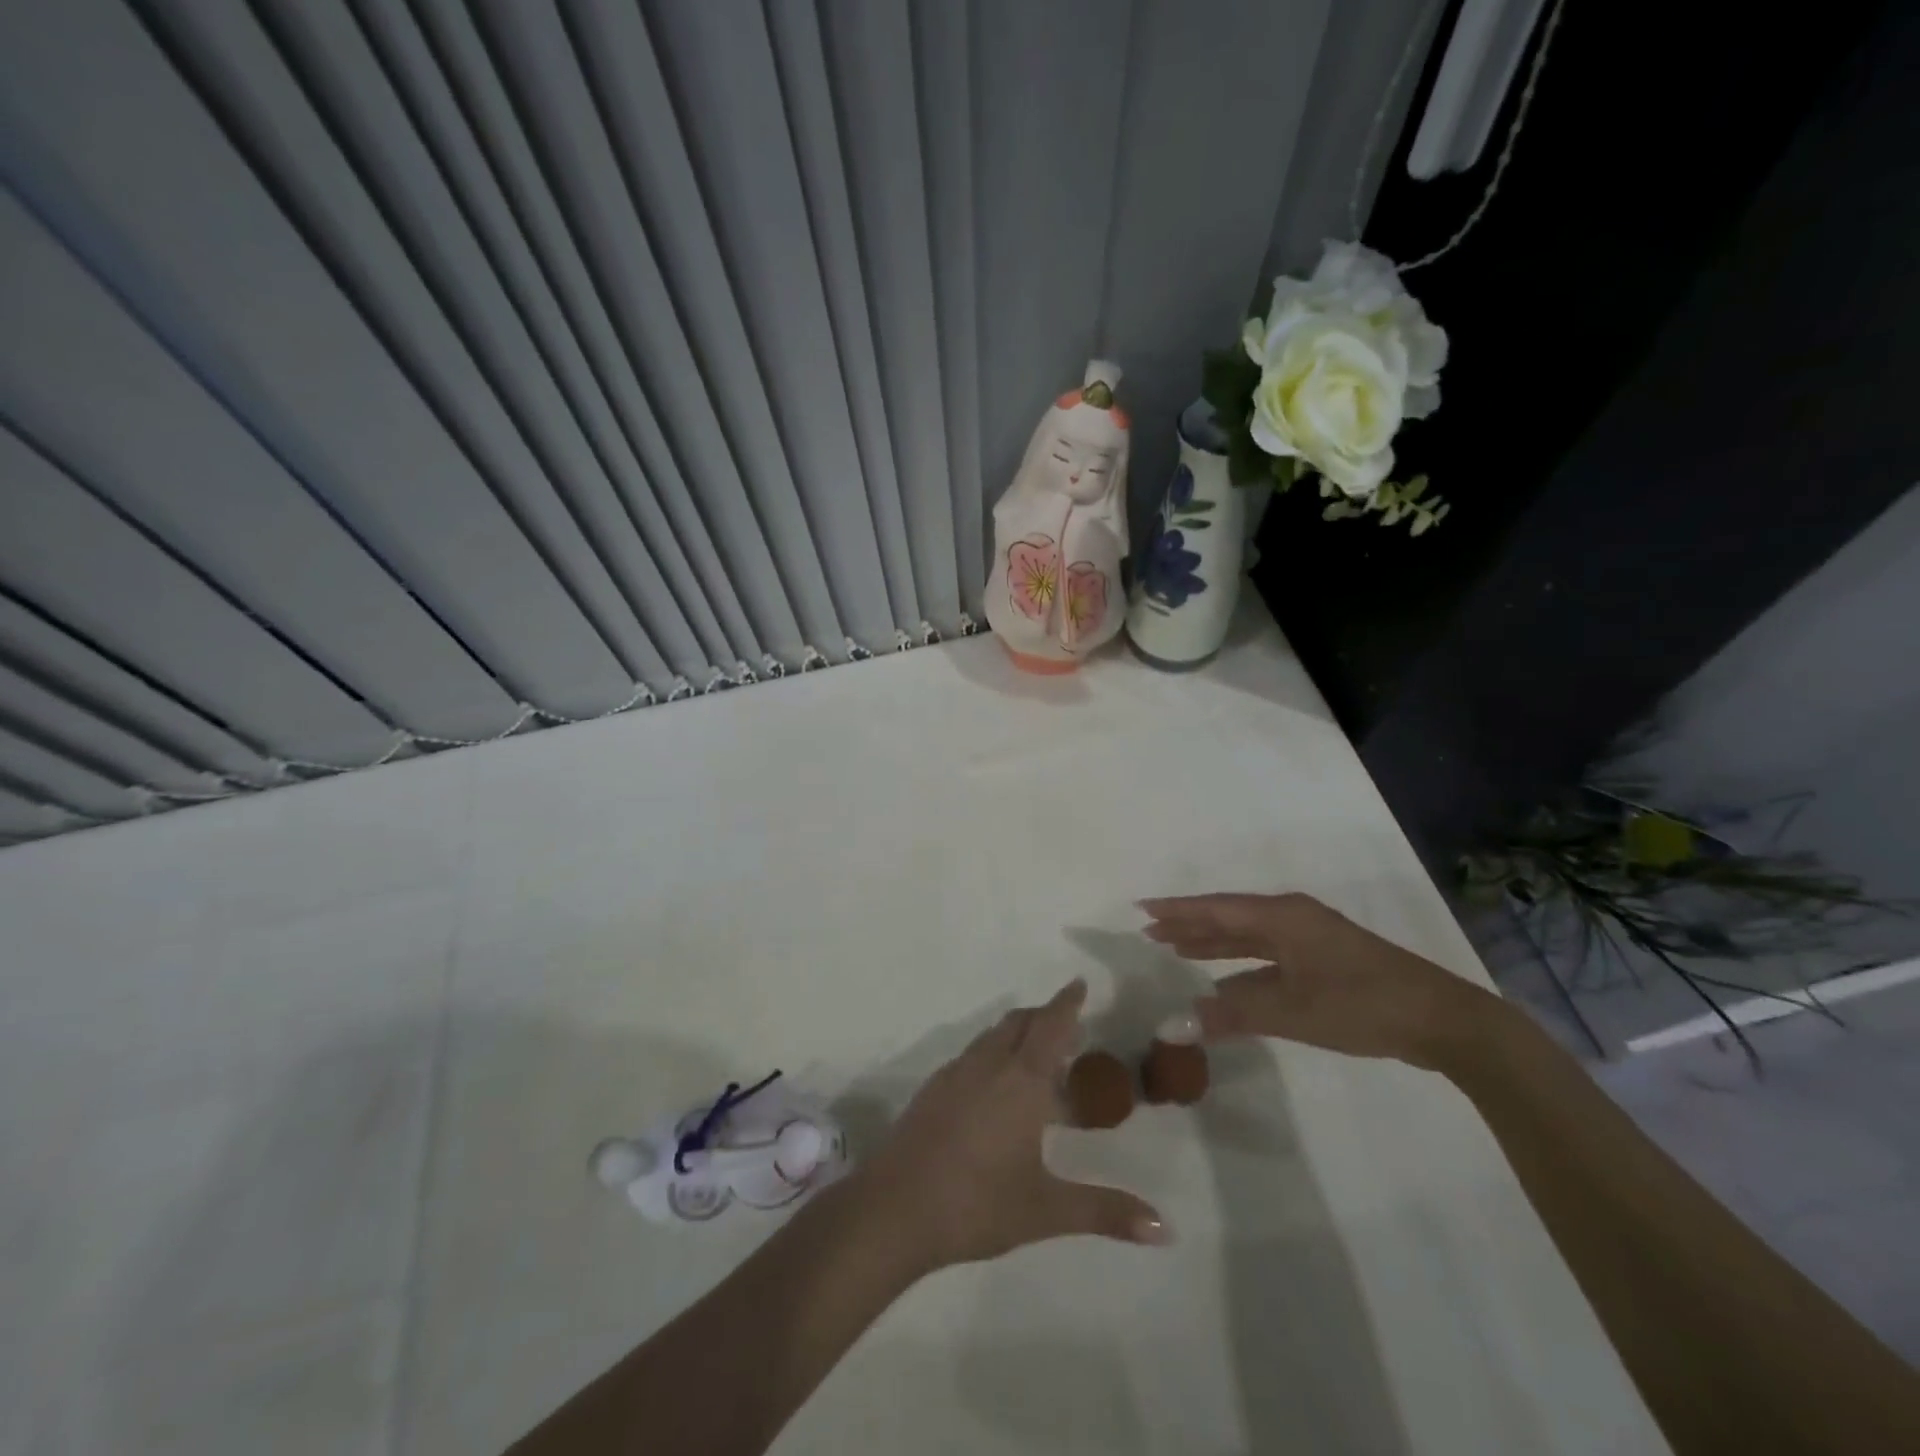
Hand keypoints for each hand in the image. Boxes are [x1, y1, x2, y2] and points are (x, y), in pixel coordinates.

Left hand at [853, 979, 1168, 1272]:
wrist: (894, 1208)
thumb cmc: (978, 1203)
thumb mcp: (1047, 1210)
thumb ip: (1105, 1212)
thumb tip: (1165, 1228)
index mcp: (1021, 1081)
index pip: (1051, 1026)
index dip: (1067, 1003)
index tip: (1079, 984)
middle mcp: (988, 1065)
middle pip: (1019, 1022)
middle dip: (1044, 1016)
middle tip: (1067, 1026)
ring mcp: (955, 1074)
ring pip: (992, 1036)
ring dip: (1017, 1034)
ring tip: (1035, 1058)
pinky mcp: (932, 1089)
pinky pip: (971, 1055)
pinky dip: (993, 1053)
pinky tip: (994, 1088)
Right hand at [1139, 892, 1502, 1070]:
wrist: (1442, 1021)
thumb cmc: (1362, 1004)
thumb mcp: (1292, 1011)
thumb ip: (1233, 1013)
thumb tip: (1178, 1023)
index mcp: (1283, 917)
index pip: (1217, 909)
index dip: (1177, 910)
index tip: (1141, 908)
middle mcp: (1292, 919)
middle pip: (1229, 918)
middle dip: (1190, 924)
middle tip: (1150, 930)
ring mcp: (1310, 940)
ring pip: (1248, 937)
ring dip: (1213, 943)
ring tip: (1175, 947)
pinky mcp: (1323, 962)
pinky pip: (1266, 956)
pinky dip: (1240, 965)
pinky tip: (1223, 979)